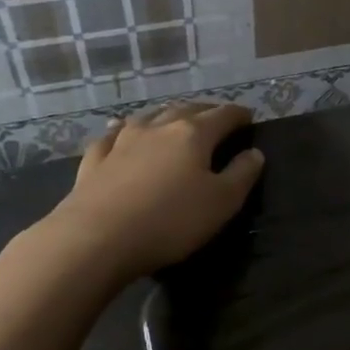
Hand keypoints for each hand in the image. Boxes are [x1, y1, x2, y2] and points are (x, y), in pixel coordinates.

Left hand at [42, 102, 264, 280]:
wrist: (96, 239)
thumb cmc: (170, 221)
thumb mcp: (222, 203)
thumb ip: (242, 174)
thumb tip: (255, 153)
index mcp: (193, 134)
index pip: (223, 115)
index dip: (239, 115)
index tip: (249, 117)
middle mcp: (158, 128)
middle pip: (186, 110)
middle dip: (205, 111)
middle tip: (217, 117)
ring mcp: (122, 141)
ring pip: (149, 116)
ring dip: (166, 114)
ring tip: (174, 118)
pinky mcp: (95, 160)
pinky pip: (112, 136)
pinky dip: (123, 130)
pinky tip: (120, 130)